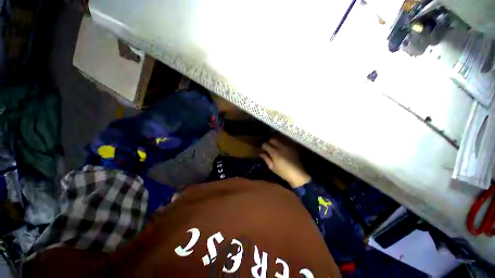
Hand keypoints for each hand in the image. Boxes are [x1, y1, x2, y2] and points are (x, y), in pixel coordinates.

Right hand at [260, 136, 310, 187]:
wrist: (298, 174)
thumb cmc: (283, 172)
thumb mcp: (272, 167)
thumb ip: (266, 158)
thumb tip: (261, 153)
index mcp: (274, 152)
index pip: (265, 144)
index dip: (263, 147)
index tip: (263, 150)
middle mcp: (280, 146)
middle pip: (272, 139)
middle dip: (269, 142)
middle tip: (268, 148)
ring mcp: (287, 146)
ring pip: (279, 139)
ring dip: (275, 142)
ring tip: (274, 147)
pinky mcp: (292, 147)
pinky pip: (285, 142)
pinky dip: (281, 144)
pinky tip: (281, 149)